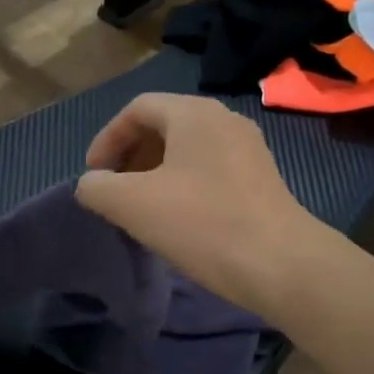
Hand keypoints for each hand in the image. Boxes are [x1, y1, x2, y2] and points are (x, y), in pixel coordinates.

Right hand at [76, 94, 314, 315]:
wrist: (281, 264)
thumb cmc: (202, 224)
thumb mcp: (132, 205)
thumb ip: (97, 187)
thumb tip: (92, 184)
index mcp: (193, 113)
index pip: (136, 109)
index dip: (107, 139)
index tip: (94, 176)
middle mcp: (224, 120)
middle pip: (163, 125)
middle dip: (131, 155)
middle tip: (114, 191)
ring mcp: (248, 149)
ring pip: (187, 149)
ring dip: (155, 172)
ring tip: (141, 208)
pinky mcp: (261, 178)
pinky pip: (209, 169)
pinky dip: (182, 184)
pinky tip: (177, 219)